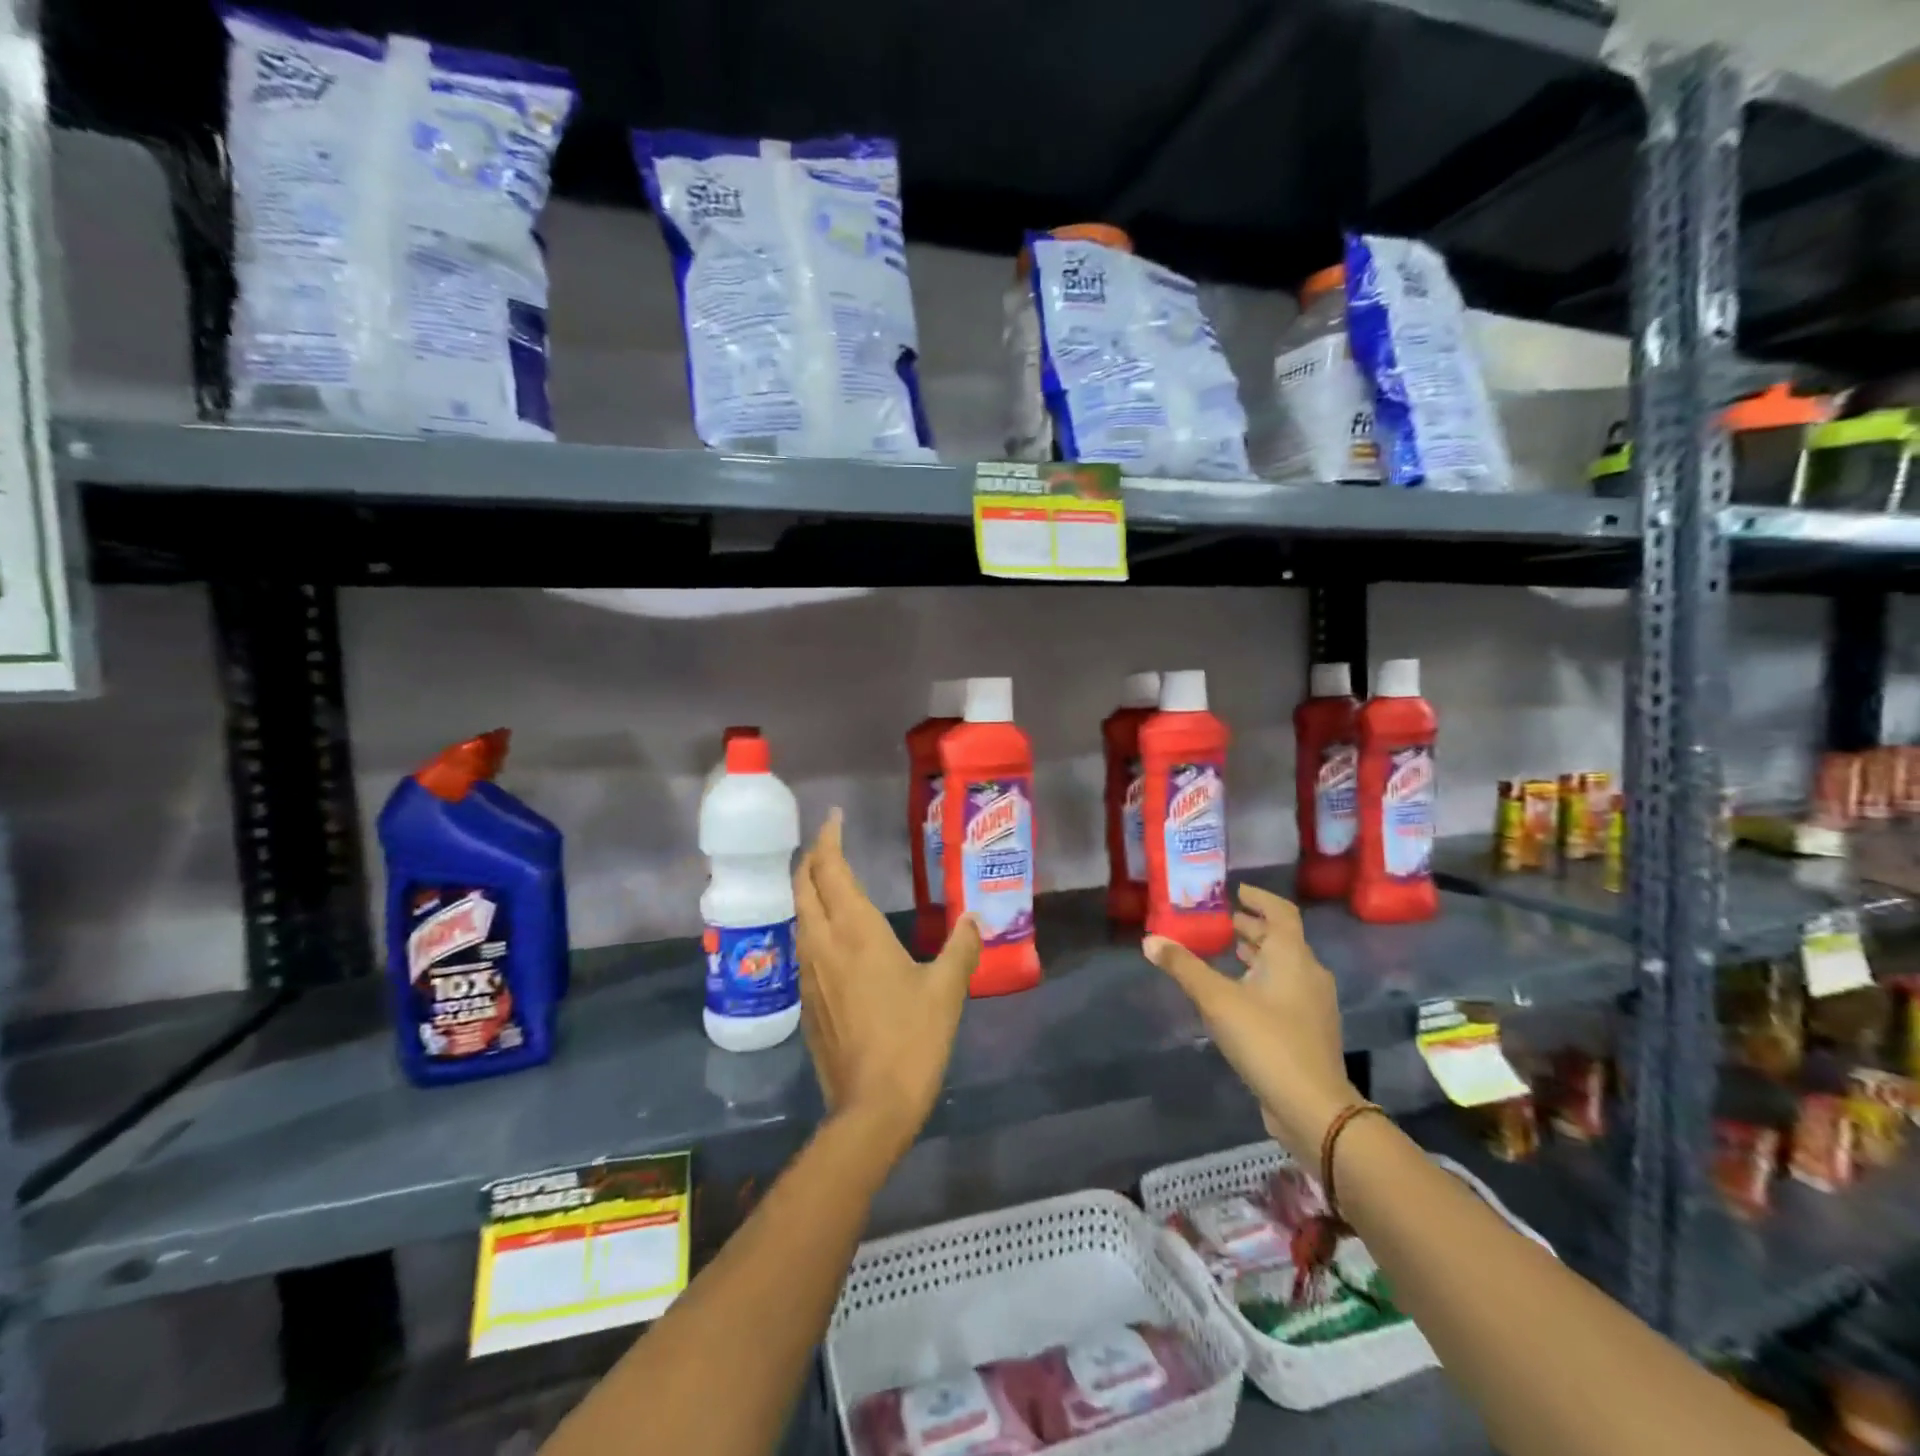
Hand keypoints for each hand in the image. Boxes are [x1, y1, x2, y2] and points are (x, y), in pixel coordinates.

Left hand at [794, 810, 982, 1161]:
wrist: (871, 1106)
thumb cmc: (912, 1039)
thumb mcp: (947, 989)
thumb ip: (961, 947)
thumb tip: (976, 917)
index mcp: (855, 931)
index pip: (830, 869)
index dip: (828, 838)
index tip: (834, 816)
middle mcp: (823, 943)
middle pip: (803, 886)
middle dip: (812, 858)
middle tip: (829, 842)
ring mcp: (809, 973)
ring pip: (798, 915)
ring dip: (807, 889)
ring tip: (827, 879)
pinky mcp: (806, 1000)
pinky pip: (802, 944)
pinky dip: (811, 921)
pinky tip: (830, 934)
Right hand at [1144, 883, 1357, 1163]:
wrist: (1313, 1107)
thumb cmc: (1266, 1040)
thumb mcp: (1216, 1000)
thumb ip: (1183, 967)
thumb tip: (1150, 940)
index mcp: (1292, 956)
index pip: (1281, 912)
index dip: (1259, 898)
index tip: (1236, 891)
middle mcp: (1309, 973)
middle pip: (1281, 939)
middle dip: (1252, 928)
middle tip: (1221, 923)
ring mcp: (1313, 1004)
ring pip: (1284, 966)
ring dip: (1258, 955)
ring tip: (1227, 953)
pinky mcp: (1310, 1030)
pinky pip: (1285, 991)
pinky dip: (1263, 981)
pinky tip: (1239, 996)